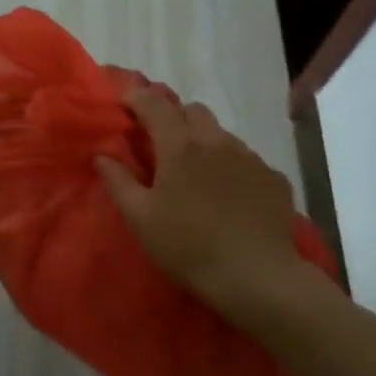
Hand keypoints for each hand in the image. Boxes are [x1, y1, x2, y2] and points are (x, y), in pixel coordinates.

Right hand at [94, 88, 314, 320]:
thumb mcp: (141, 219)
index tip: (124, 102)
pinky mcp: (273, 178)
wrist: (258, 278)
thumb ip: (118, 181)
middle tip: (160, 141)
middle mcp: (216, 141)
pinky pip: (246, 159)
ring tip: (196, 170)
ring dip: (203, 140)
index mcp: (180, 145)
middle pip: (192, 109)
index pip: (154, 103)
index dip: (136, 96)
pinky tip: (228, 193)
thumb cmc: (189, 247)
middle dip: (173, 116)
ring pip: (221, 133)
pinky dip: (231, 165)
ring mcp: (250, 157)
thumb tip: (101, 156)